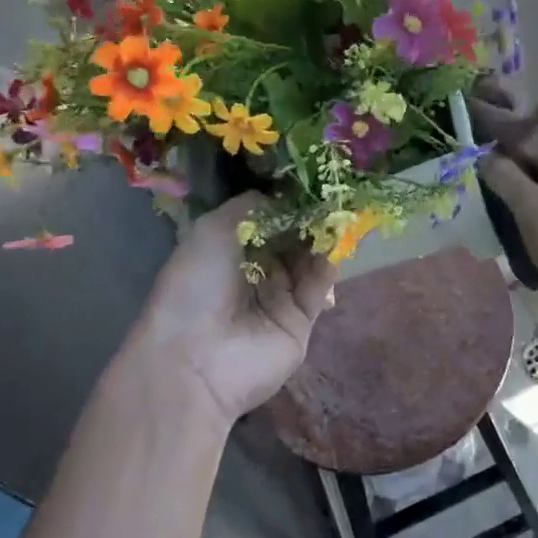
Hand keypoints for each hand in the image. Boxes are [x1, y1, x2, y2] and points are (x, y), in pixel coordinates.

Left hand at [126, 194, 335, 428]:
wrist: (196, 359)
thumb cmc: (197, 284)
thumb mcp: (213, 228)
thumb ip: (252, 205)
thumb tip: (285, 195)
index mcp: (229, 248)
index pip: (266, 217)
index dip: (287, 199)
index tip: (311, 177)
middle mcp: (256, 269)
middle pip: (292, 235)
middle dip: (310, 214)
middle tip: (334, 190)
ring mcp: (280, 295)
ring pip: (310, 256)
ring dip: (323, 234)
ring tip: (341, 209)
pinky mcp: (302, 318)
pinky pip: (320, 283)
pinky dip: (330, 262)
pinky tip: (339, 240)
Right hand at [467, 85, 537, 342]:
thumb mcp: (535, 215)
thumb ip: (506, 178)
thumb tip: (482, 154)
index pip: (523, 131)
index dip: (490, 123)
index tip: (461, 107)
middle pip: (532, 147)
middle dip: (499, 151)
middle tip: (462, 150)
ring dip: (511, 176)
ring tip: (476, 177)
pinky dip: (527, 194)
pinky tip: (505, 204)